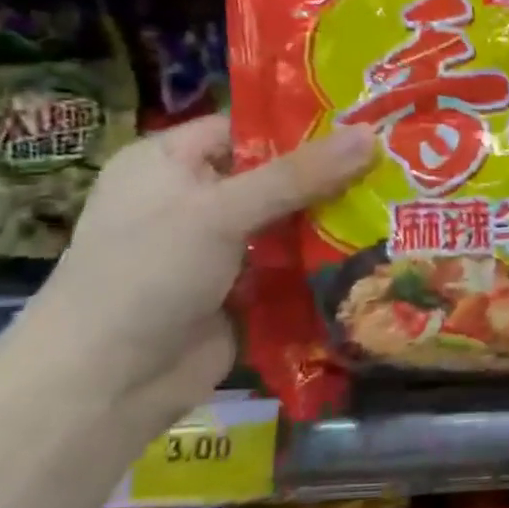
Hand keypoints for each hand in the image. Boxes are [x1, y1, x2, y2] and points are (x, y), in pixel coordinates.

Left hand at [9, 116, 377, 432]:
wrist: (105, 384)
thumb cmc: (147, 275)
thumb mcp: (220, 212)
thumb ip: (299, 175)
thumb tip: (371, 134)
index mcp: (170, 162)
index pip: (247, 128)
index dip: (305, 126)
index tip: (369, 123)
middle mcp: (195, 199)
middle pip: (277, 176)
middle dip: (334, 176)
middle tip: (401, 164)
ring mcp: (220, 248)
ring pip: (290, 223)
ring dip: (336, 220)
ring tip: (404, 203)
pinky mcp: (243, 290)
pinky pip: (293, 265)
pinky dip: (327, 261)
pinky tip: (380, 250)